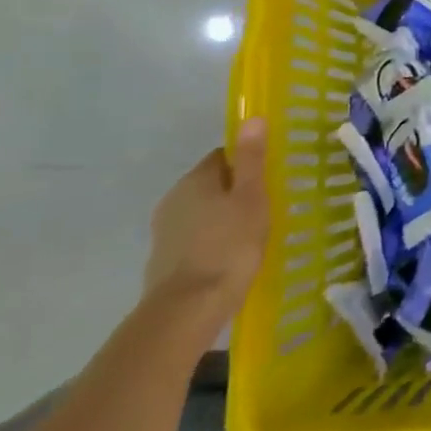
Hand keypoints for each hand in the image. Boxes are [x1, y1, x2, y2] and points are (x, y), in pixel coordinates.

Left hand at [143, 117, 268, 332]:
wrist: (187, 312)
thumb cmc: (228, 247)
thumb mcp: (251, 198)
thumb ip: (251, 159)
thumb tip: (252, 118)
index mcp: (195, 180)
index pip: (223, 156)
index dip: (247, 164)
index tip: (268, 180)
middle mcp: (173, 199)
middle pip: (211, 185)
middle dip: (235, 193)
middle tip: (264, 209)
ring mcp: (164, 233)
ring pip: (202, 214)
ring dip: (222, 220)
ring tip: (250, 238)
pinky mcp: (163, 263)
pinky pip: (194, 241)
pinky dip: (211, 244)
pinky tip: (229, 261)